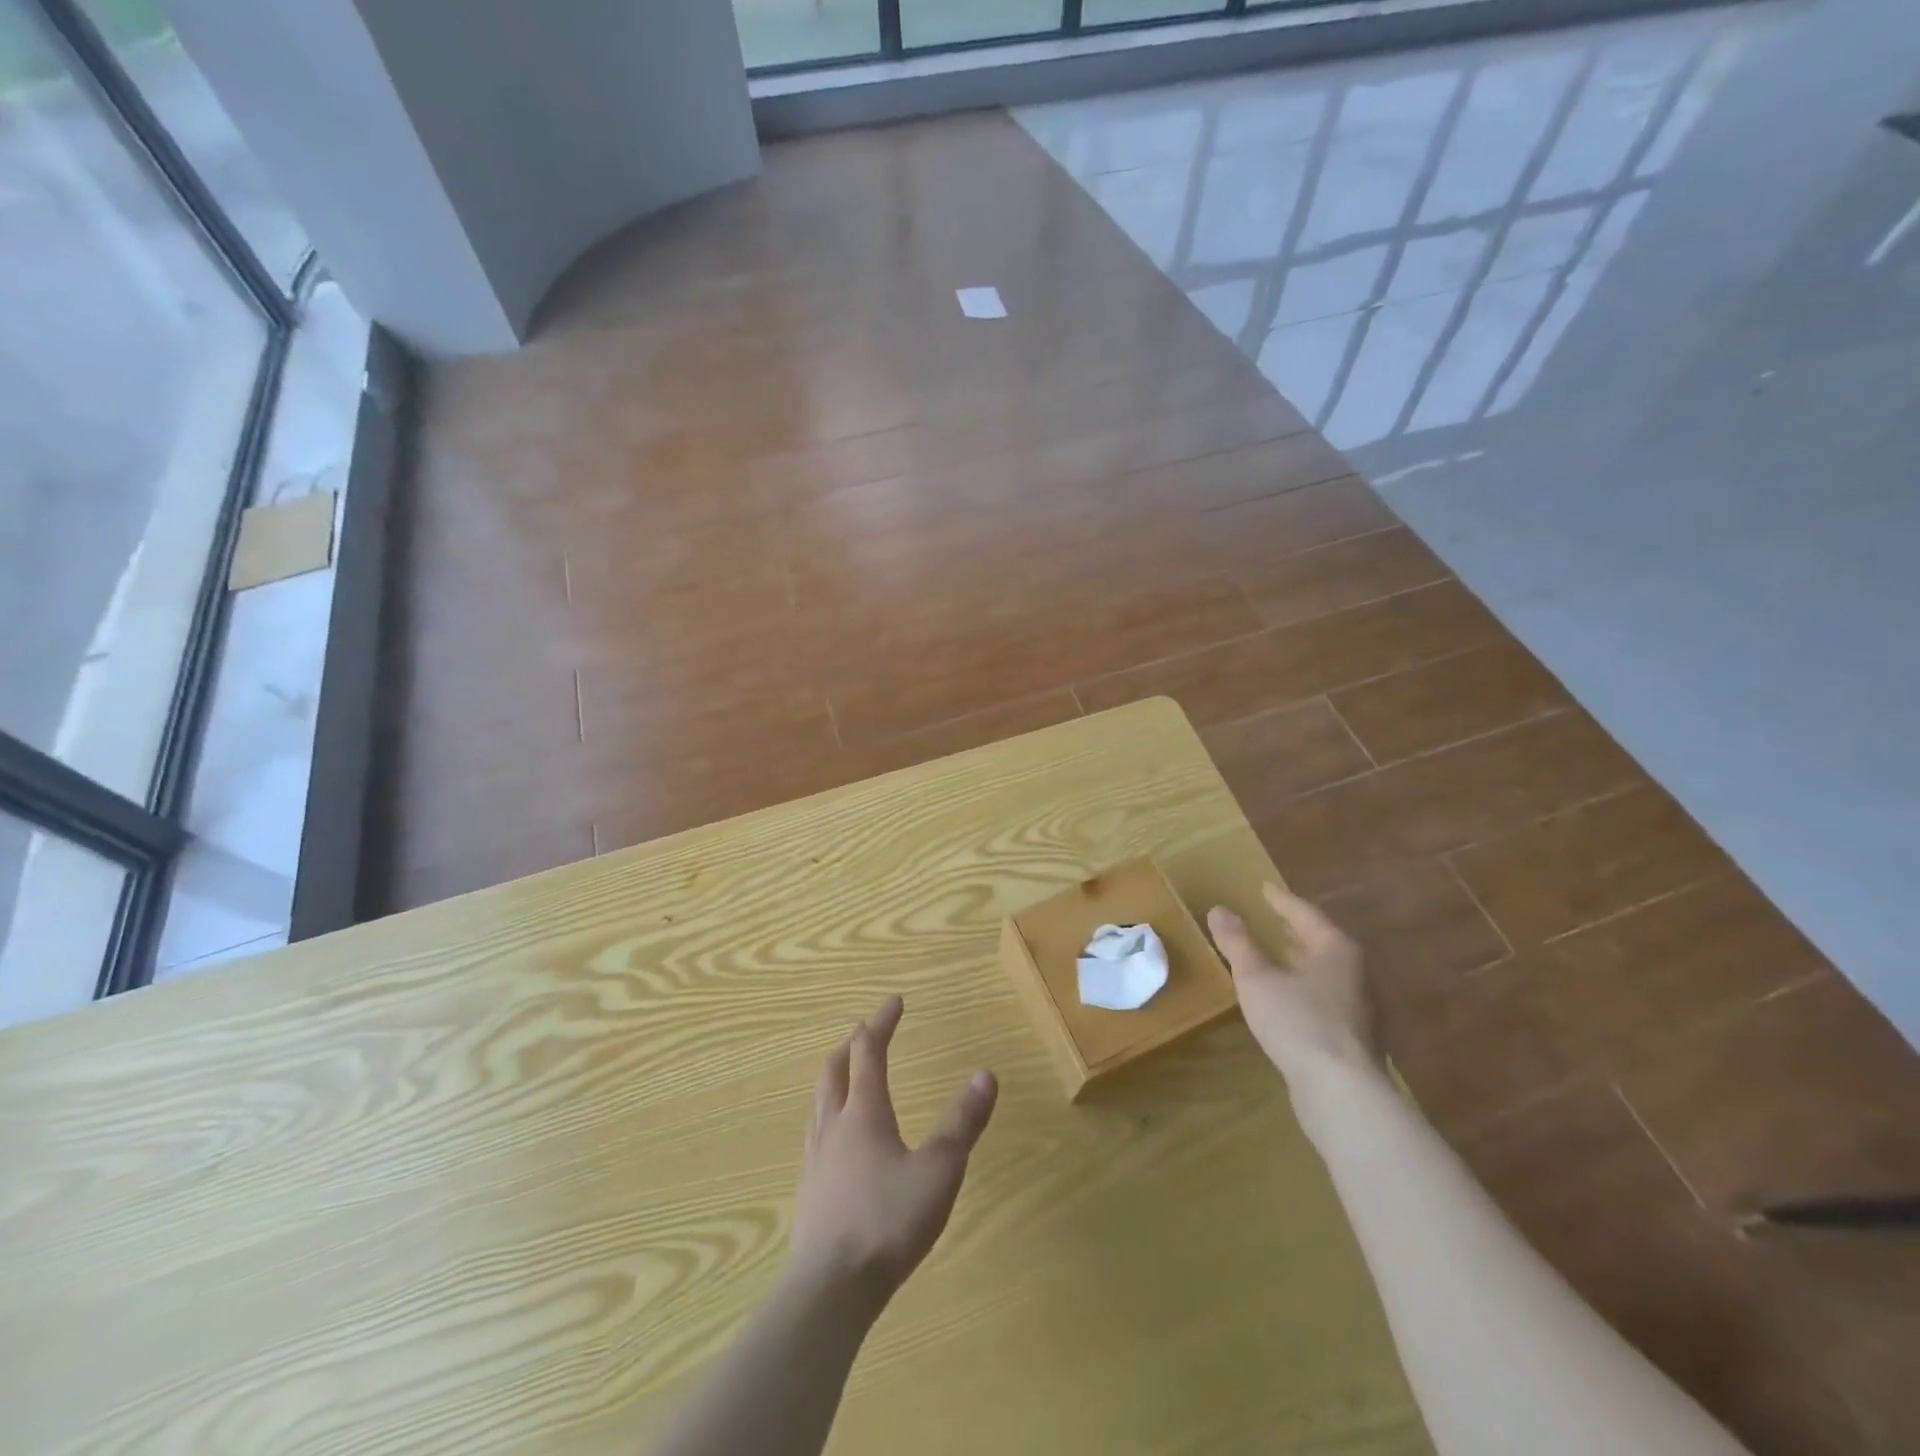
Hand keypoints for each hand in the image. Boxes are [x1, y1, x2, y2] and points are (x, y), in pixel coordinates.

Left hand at [790, 996, 997, 1307]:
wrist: (828, 1290)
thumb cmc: (887, 1223)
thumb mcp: (938, 1171)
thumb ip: (962, 1123)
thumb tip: (985, 1074)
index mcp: (864, 1112)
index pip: (869, 1051)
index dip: (881, 1022)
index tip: (895, 1001)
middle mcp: (834, 1124)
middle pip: (836, 1068)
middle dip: (854, 1042)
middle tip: (869, 1029)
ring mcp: (816, 1158)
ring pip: (820, 1098)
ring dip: (836, 1074)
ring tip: (850, 1073)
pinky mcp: (809, 1189)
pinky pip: (816, 1129)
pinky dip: (829, 1110)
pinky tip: (839, 1136)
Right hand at [1208, 884, 1379, 1077]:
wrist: (1342, 1091)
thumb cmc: (1298, 1022)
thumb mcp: (1256, 978)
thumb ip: (1237, 943)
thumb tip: (1219, 909)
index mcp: (1336, 949)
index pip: (1305, 913)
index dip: (1281, 900)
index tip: (1264, 888)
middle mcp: (1357, 972)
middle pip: (1322, 941)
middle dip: (1295, 930)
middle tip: (1272, 918)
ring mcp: (1362, 1007)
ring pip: (1327, 972)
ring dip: (1302, 960)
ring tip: (1278, 956)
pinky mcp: (1357, 1037)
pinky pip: (1328, 998)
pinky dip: (1307, 988)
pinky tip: (1289, 1000)